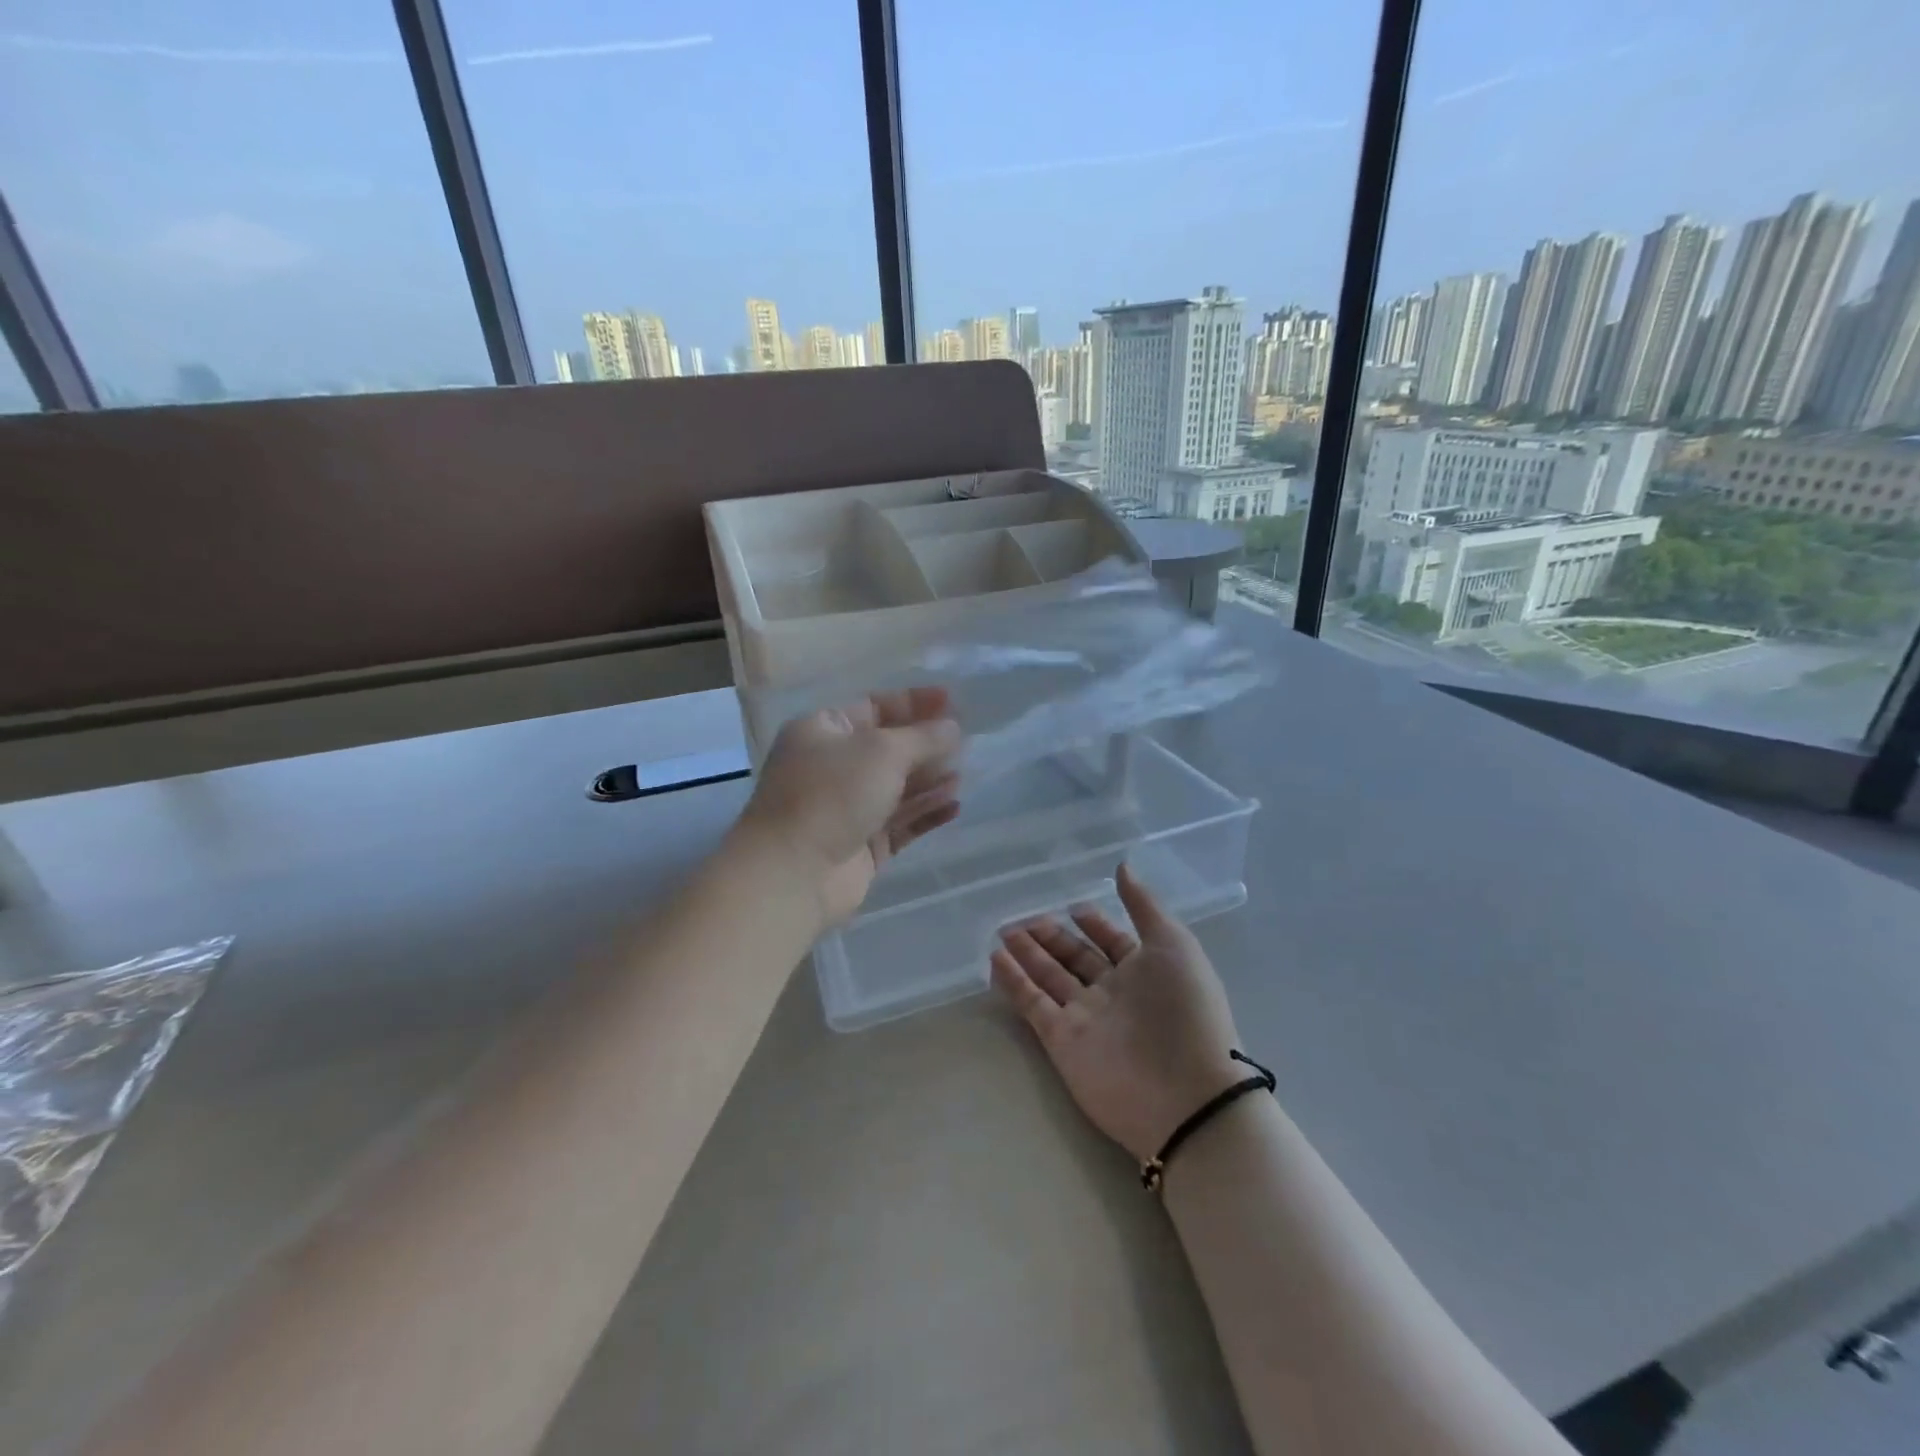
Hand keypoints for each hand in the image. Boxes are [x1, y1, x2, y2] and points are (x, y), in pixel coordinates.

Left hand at [734, 686, 961, 925]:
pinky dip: (925, 813)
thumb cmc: (833, 794)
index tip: (952, 702)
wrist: (795, 873)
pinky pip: (900, 823)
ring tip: (961, 778)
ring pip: (897, 788)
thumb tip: (952, 728)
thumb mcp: (882, 751)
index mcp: (823, 731)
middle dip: (926, 746)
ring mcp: (846, 808)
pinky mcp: (861, 845)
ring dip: (930, 781)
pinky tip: (954, 807)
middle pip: (888, 749)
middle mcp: (832, 767)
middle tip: (965, 744)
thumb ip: (923, 737)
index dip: (913, 703)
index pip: (874, 706)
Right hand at [992, 864, 1246, 1162]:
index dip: (1094, 924)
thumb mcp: (1173, 945)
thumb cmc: (1185, 1010)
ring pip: (1049, 978)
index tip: (1073, 907)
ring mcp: (1085, 1017)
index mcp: (1144, 970)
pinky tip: (996, 959)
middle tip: (1023, 918)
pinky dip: (1015, 983)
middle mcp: (1113, 992)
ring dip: (1027, 954)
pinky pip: (1033, 1005)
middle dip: (1052, 937)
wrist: (1186, 1094)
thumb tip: (1122, 866)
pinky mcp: (1062, 1041)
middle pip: (1075, 958)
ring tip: (1003, 931)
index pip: (1111, 941)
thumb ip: (1144, 906)